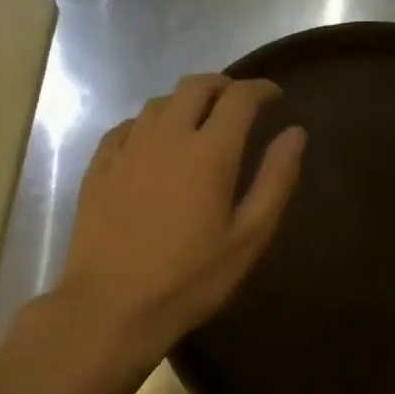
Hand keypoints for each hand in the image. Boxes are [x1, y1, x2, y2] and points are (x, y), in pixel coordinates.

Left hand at [56, 74, 305, 361]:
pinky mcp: (99, 166)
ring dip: (186, 101)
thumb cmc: (189, 280)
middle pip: (196, 86)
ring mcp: (127, 148)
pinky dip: (150, 123)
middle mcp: (166, 136)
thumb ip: (276, 180)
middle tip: (239, 103)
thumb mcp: (248, 238)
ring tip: (199, 121)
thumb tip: (295, 132)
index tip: (275, 97)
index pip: (239, 97)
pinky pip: (127, 125)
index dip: (261, 89)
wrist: (110, 308)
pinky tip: (153, 143)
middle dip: (223, 86)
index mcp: (209, 151)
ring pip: (159, 102)